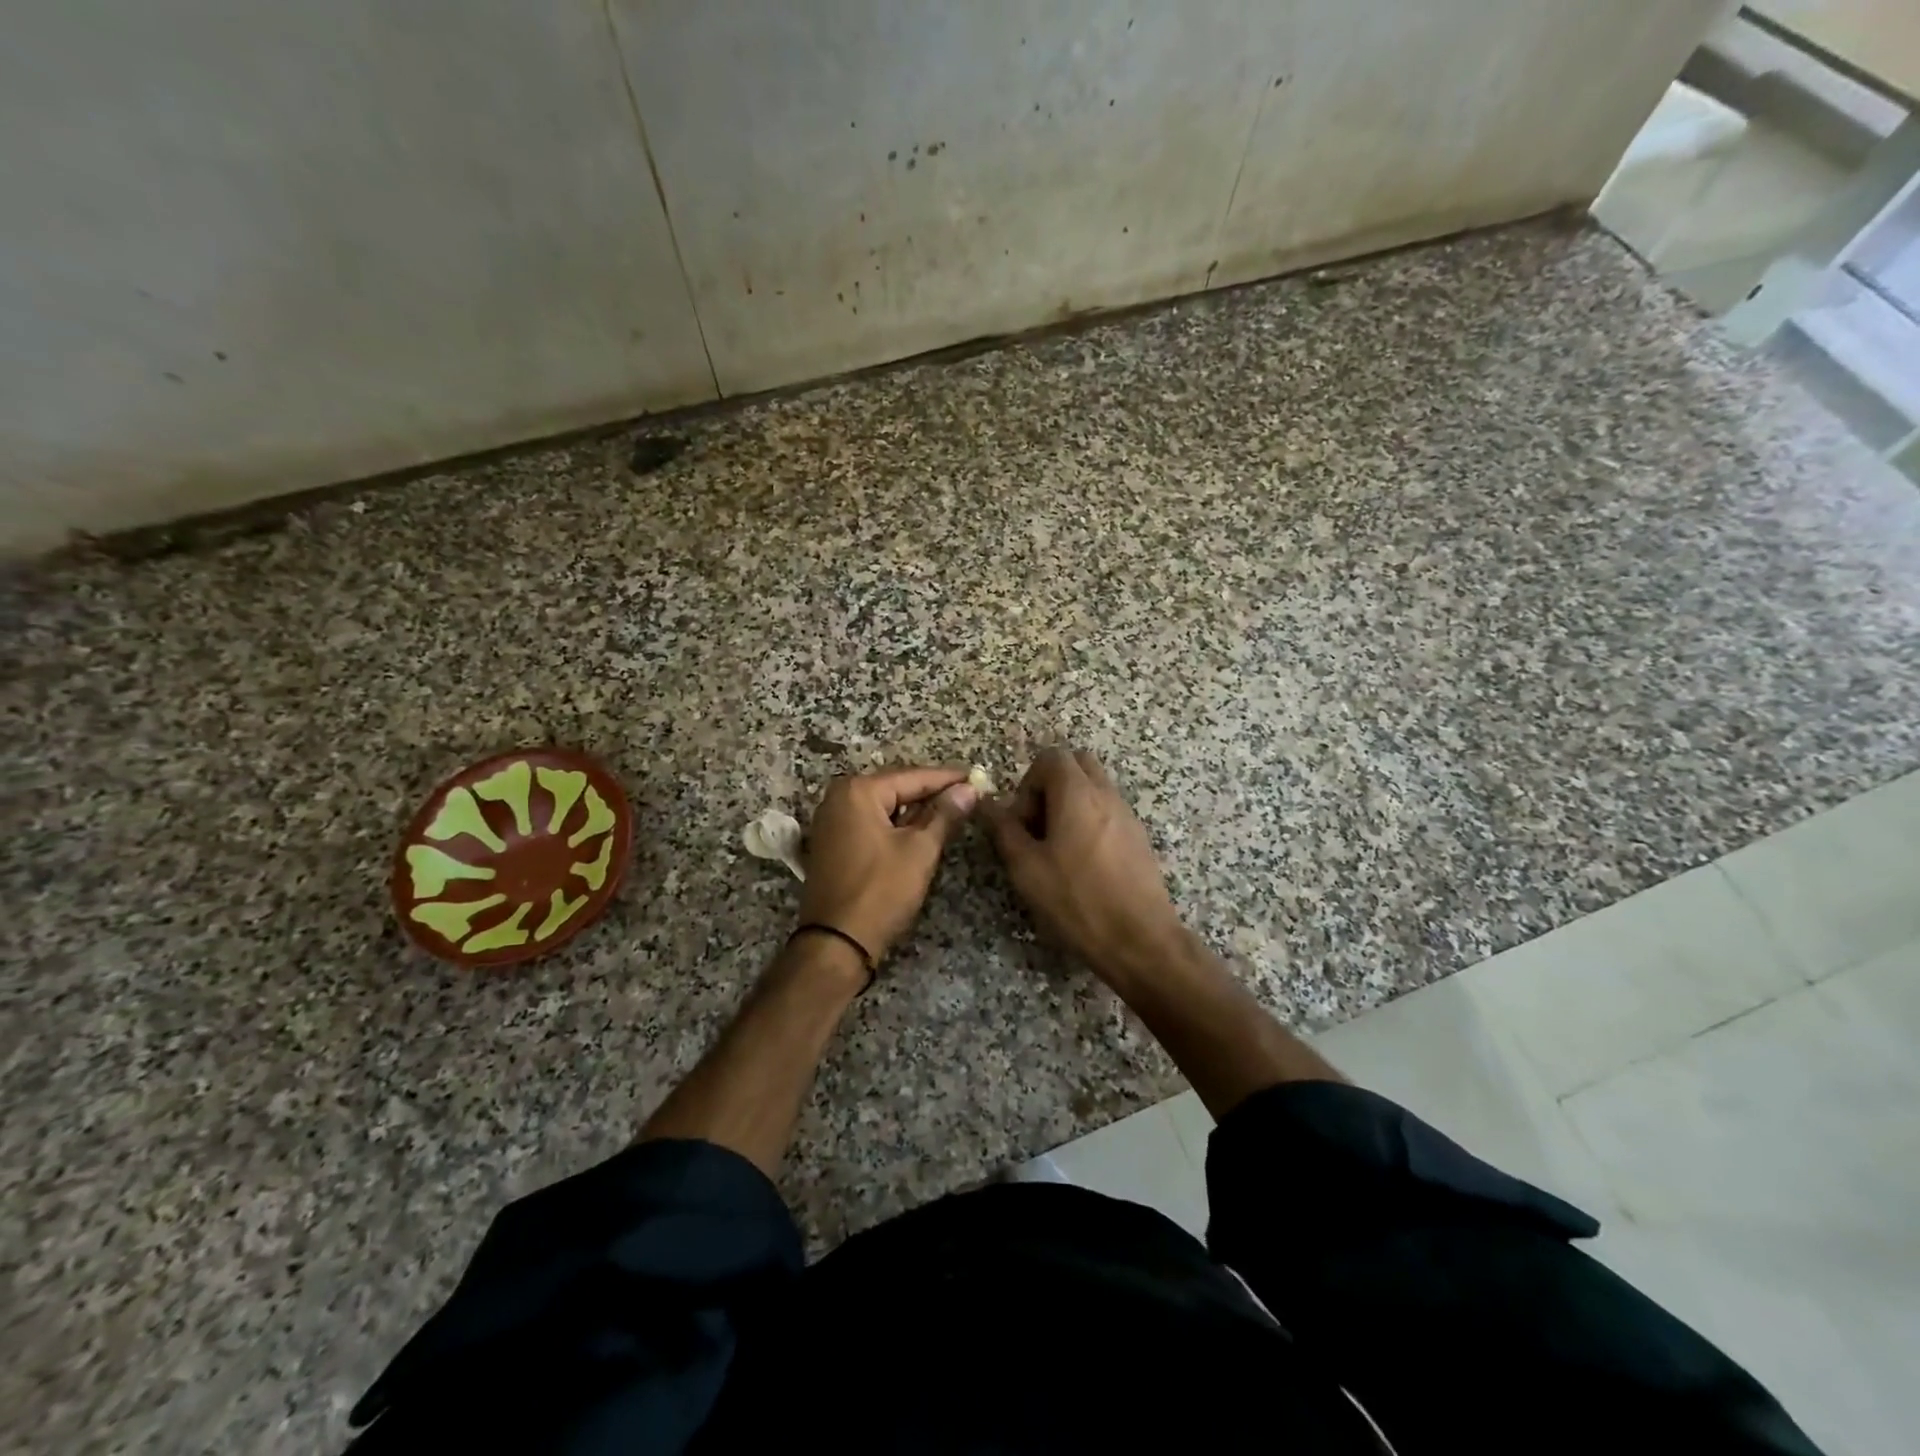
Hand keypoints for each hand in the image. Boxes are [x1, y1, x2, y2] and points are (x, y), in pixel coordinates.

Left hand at [799, 766, 979, 963]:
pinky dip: (896, 826)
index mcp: (858, 791)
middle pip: (896, 788)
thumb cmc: (881, 891)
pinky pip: (871, 823)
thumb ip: (945, 815)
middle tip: (968, 794)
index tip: (977, 777)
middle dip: (931, 793)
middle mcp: (839, 798)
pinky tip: (921, 831)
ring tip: (952, 811)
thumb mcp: (920, 850)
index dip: (948, 778)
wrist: (836, 943)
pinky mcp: (833, 844)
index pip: (913, 776)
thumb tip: (968, 789)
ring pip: (884, 807)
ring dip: (915, 811)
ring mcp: (831, 821)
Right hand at [985, 749, 1186, 982]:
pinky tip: (1082, 864)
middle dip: (1051, 786)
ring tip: (1057, 849)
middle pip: (1076, 765)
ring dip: (1070, 805)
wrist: (1140, 940)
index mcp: (1077, 793)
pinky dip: (1089, 822)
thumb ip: (1004, 829)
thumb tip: (987, 803)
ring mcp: (1127, 814)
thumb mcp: (1026, 868)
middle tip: (1038, 826)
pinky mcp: (1138, 837)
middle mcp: (1106, 794)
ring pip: (1094, 788)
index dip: (1028, 783)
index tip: (1022, 821)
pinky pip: (1108, 811)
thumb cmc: (1077, 900)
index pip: (1051, 757)